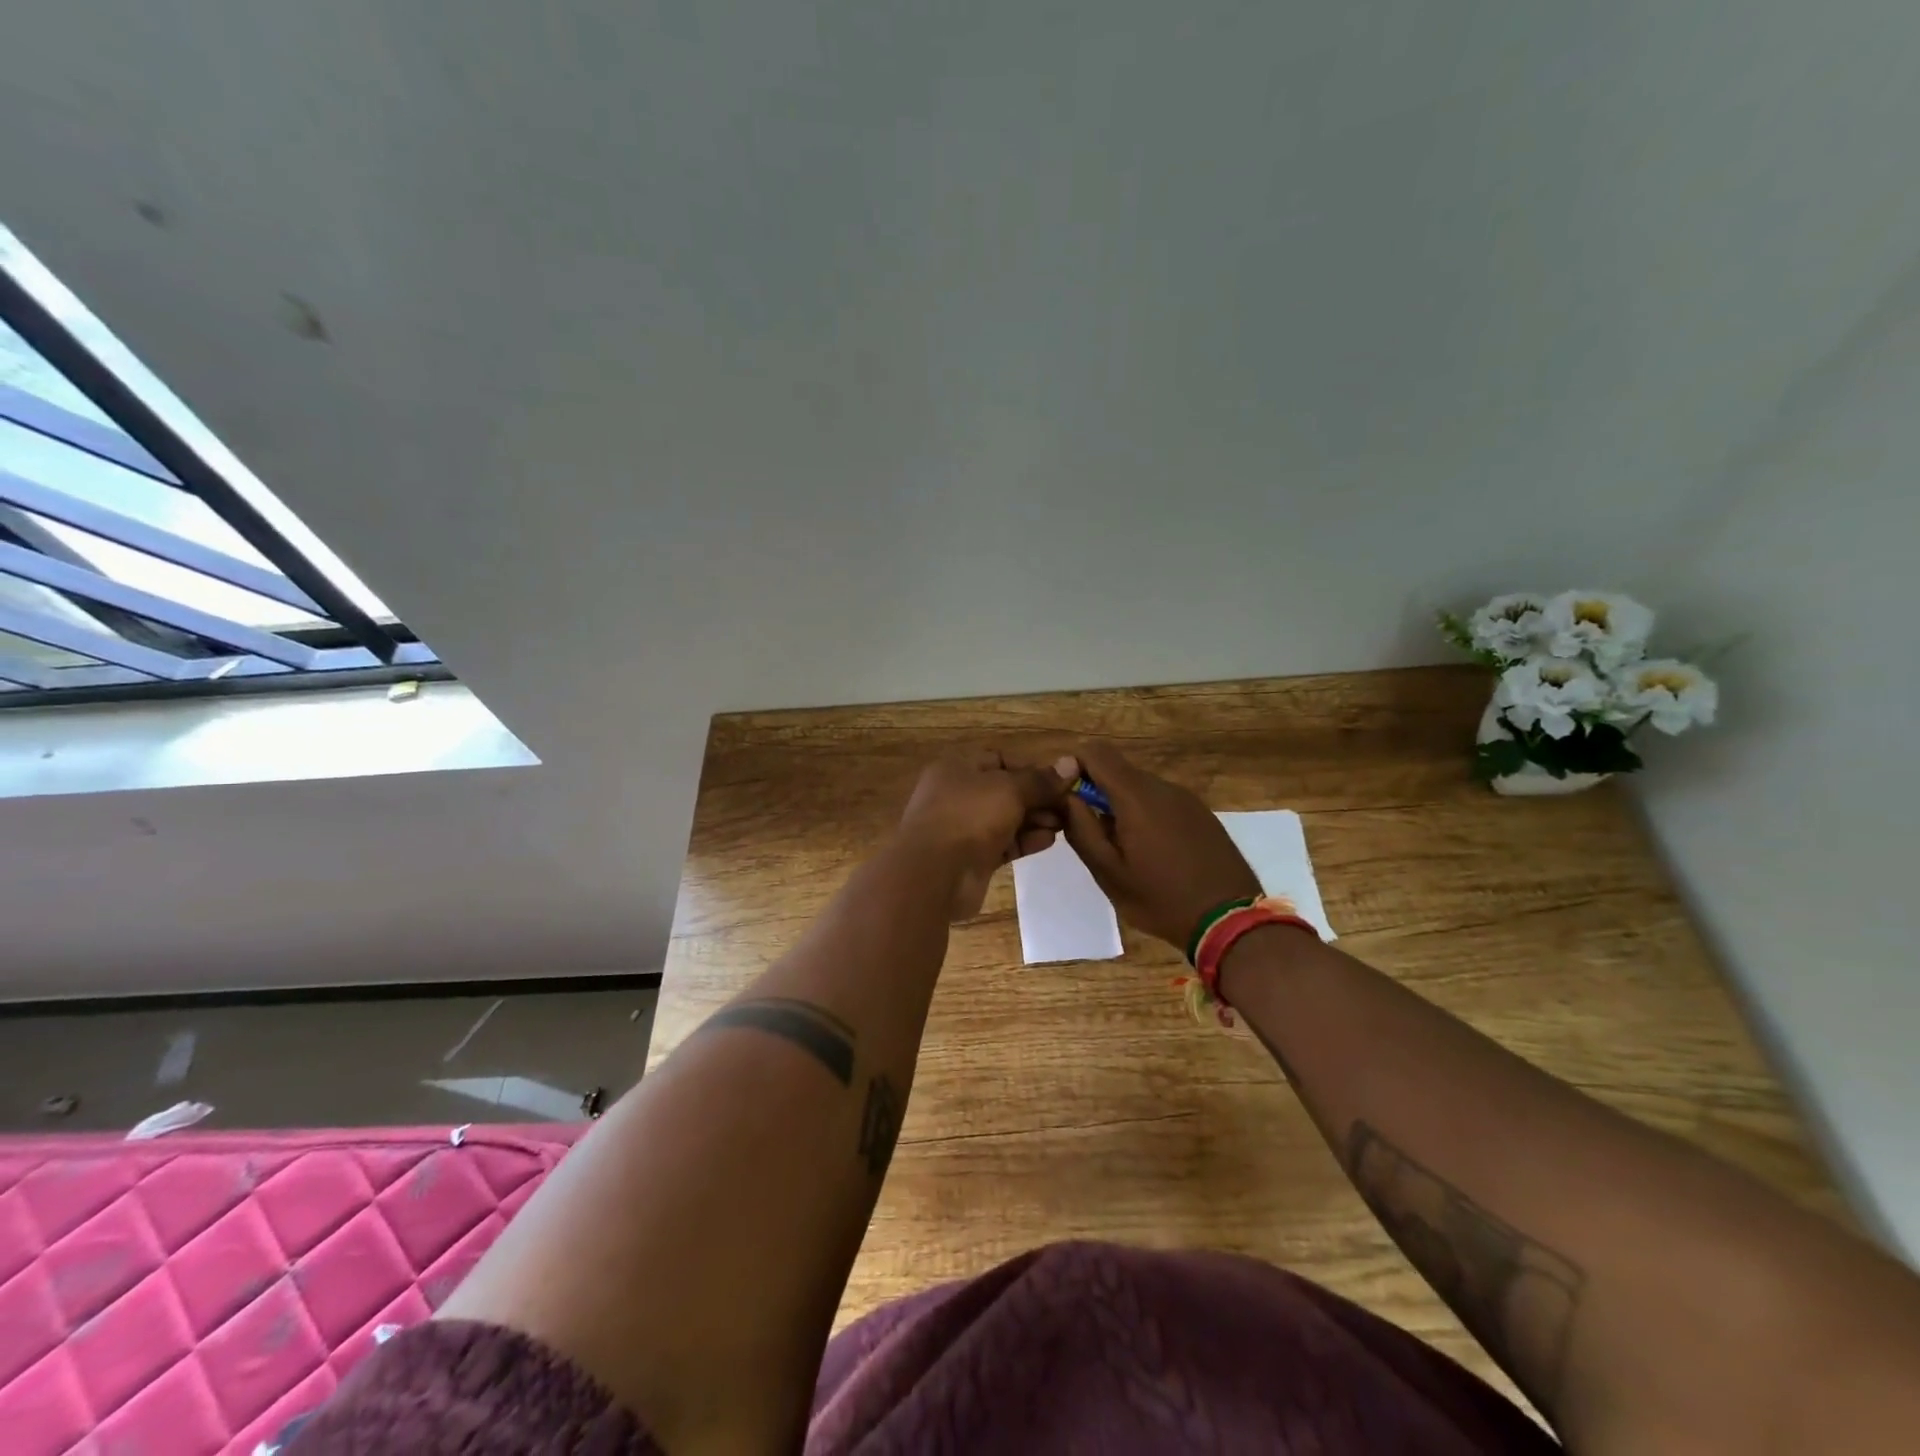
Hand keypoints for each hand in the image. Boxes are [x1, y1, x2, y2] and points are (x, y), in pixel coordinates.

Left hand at [898, 750, 1075, 919]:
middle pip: (1006, 790)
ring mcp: (964, 828)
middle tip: (1070, 806)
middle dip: (1038, 797)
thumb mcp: (1010, 789)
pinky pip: (1004, 843)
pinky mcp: (972, 857)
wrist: (934, 874)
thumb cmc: (969, 816)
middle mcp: (959, 795)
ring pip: (1006, 818)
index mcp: (958, 768)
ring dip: (1035, 819)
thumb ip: (1041, 781)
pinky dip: (1025, 840)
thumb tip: (1071, 764)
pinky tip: (1049, 840)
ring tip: (1065, 823)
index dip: (1031, 768)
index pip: (1000, 760)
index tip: (1061, 780)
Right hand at [1059, 742, 1261, 949]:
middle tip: (1090, 833)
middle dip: (1096, 792)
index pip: (1096, 753)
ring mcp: (1186, 799)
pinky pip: (1161, 801)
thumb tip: (1066, 796)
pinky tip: (1151, 852)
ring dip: (1121, 805)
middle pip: (1118, 770)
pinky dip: (1145, 814)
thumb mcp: (1109, 872)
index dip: (1074, 766)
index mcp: (1136, 796)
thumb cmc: (1161, 899)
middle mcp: (1163, 787)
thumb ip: (1082, 829)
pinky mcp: (1201, 813)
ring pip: (1139, 786)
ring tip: (1122, 848)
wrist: (1230, 921)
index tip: (1065, 798)